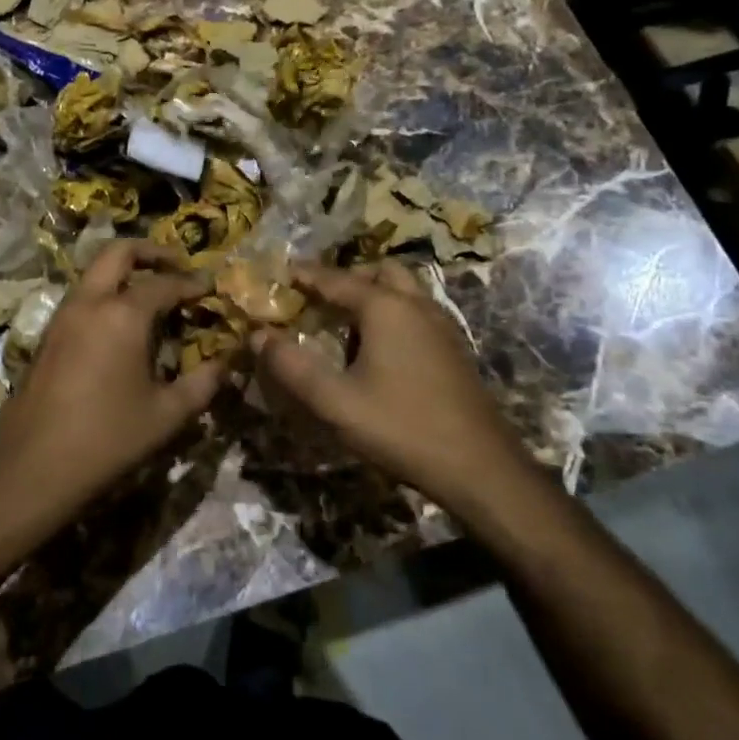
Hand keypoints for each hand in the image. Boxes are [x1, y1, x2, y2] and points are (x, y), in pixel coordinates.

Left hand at [0, 240, 223, 517]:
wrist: (30, 468)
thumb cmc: (106, 439)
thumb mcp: (166, 415)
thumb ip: (202, 384)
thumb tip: (228, 364)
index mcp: (122, 313)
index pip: (165, 282)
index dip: (192, 283)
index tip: (211, 288)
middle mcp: (89, 302)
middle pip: (119, 252)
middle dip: (151, 252)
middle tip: (177, 266)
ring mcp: (62, 316)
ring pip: (95, 271)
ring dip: (124, 271)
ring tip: (152, 294)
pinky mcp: (47, 335)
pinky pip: (82, 296)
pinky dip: (106, 293)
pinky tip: (122, 325)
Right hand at [254, 260, 528, 513]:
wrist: (481, 468)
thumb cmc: (402, 428)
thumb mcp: (335, 402)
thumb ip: (292, 367)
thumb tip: (257, 336)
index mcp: (385, 307)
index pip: (336, 279)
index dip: (306, 275)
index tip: (282, 272)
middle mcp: (416, 305)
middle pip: (379, 271)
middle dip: (348, 277)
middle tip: (321, 296)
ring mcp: (442, 325)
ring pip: (404, 290)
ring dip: (374, 293)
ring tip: (347, 322)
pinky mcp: (455, 348)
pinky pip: (418, 311)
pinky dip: (394, 312)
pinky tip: (382, 349)